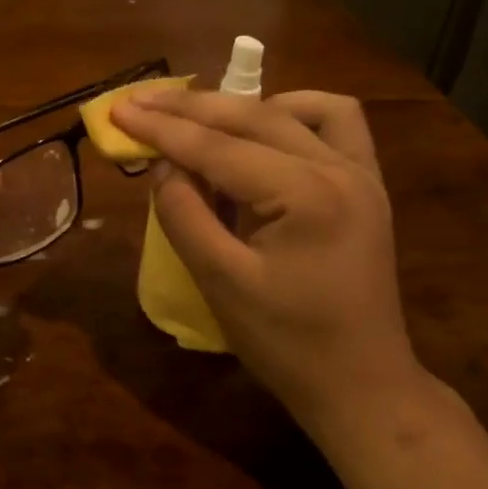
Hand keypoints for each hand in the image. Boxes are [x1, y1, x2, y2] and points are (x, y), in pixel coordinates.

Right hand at [109, 89, 426, 436]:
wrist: (361, 385)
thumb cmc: (287, 346)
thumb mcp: (221, 284)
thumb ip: (185, 216)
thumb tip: (164, 165)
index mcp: (306, 195)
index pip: (219, 148)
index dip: (163, 129)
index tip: (118, 112)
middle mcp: (341, 169)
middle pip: (255, 117)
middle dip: (191, 108)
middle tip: (139, 102)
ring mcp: (363, 175)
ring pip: (298, 111)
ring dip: (244, 107)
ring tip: (201, 120)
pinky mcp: (369, 188)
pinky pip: (338, 127)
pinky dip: (296, 117)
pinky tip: (266, 131)